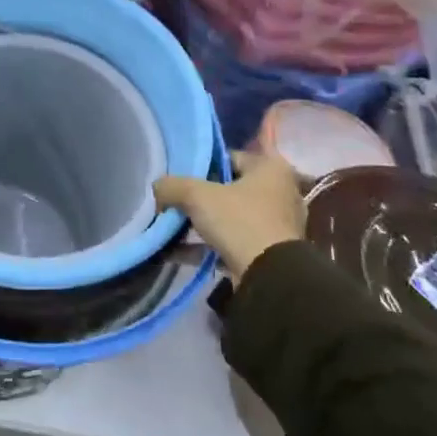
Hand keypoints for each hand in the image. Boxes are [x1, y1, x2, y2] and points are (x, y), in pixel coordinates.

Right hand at [154, 150, 304, 278]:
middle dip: (198, 197)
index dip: (200, 165)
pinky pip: (230, 242)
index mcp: (271, 168)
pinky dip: (205, 246)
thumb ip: (171, 186)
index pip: (228, 157)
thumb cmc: (240, 221)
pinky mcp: (268, 253)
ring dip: (199, 223)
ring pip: (229, 217)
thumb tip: (157, 187)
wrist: (270, 278)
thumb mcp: (196, 195)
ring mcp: (275, 225)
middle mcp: (279, 192)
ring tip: (170, 227)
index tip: (177, 176)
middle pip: (228, 188)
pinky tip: (176, 252)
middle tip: (172, 201)